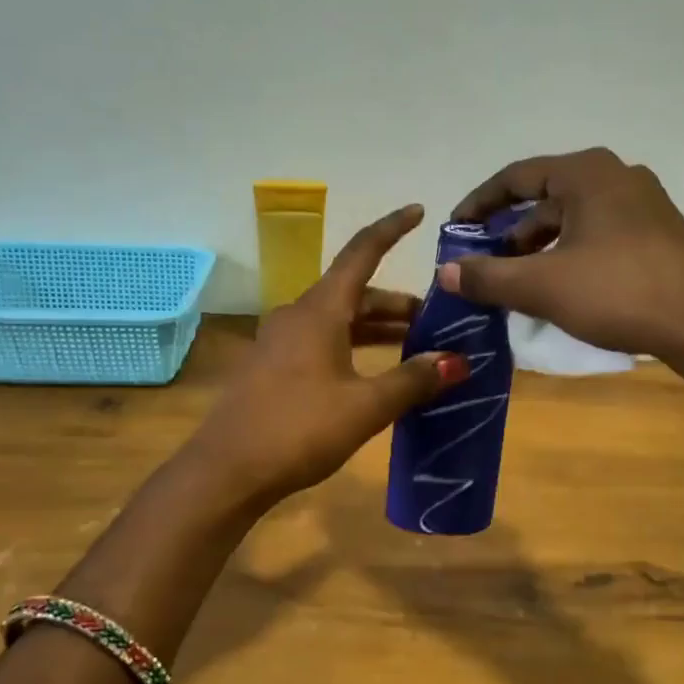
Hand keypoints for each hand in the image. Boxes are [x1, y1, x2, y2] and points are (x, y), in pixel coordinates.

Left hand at [190, 205, 467, 503]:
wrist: (227, 471)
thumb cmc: (299, 429)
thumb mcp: (365, 406)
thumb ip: (413, 380)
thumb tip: (457, 361)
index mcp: (320, 311)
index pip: (361, 253)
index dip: (392, 229)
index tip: (419, 212)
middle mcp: (298, 316)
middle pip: (354, 293)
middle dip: (396, 303)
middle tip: (436, 320)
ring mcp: (280, 342)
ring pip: (338, 320)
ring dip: (376, 328)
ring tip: (414, 346)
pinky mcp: (272, 368)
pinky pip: (322, 342)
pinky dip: (353, 346)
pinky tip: (373, 373)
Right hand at [441, 148, 683, 398]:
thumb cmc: (619, 292)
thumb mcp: (543, 286)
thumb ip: (488, 276)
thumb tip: (445, 272)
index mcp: (586, 173)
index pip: (516, 177)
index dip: (479, 203)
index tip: (455, 229)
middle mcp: (616, 176)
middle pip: (545, 198)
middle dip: (509, 232)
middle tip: (483, 264)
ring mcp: (642, 204)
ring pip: (572, 219)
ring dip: (538, 248)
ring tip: (515, 282)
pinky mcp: (656, 234)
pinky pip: (597, 235)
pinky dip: (568, 255)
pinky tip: (558, 288)